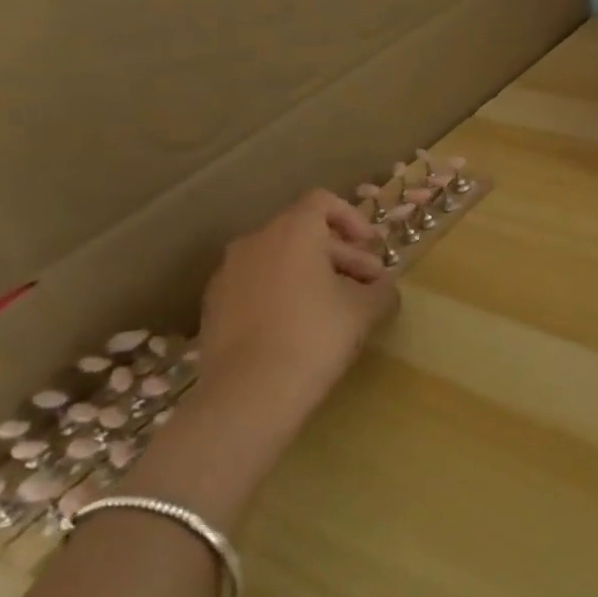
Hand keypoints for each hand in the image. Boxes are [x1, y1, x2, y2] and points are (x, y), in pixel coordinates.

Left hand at [192, 189, 399, 435]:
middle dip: (340, 253)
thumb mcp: (366, 309)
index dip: (352, 218)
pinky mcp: (214, 306)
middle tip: (366, 285)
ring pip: (279, 259)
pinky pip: (257, 284)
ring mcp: (228, 274)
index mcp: (292, 232)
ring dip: (312, 273)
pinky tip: (300, 327)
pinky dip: (283, 292)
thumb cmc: (316, 336)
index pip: (322, 202)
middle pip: (303, 232)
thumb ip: (381, 289)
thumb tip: (383, 287)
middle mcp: (254, 242)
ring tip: (335, 308)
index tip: (371, 247)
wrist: (249, 394)